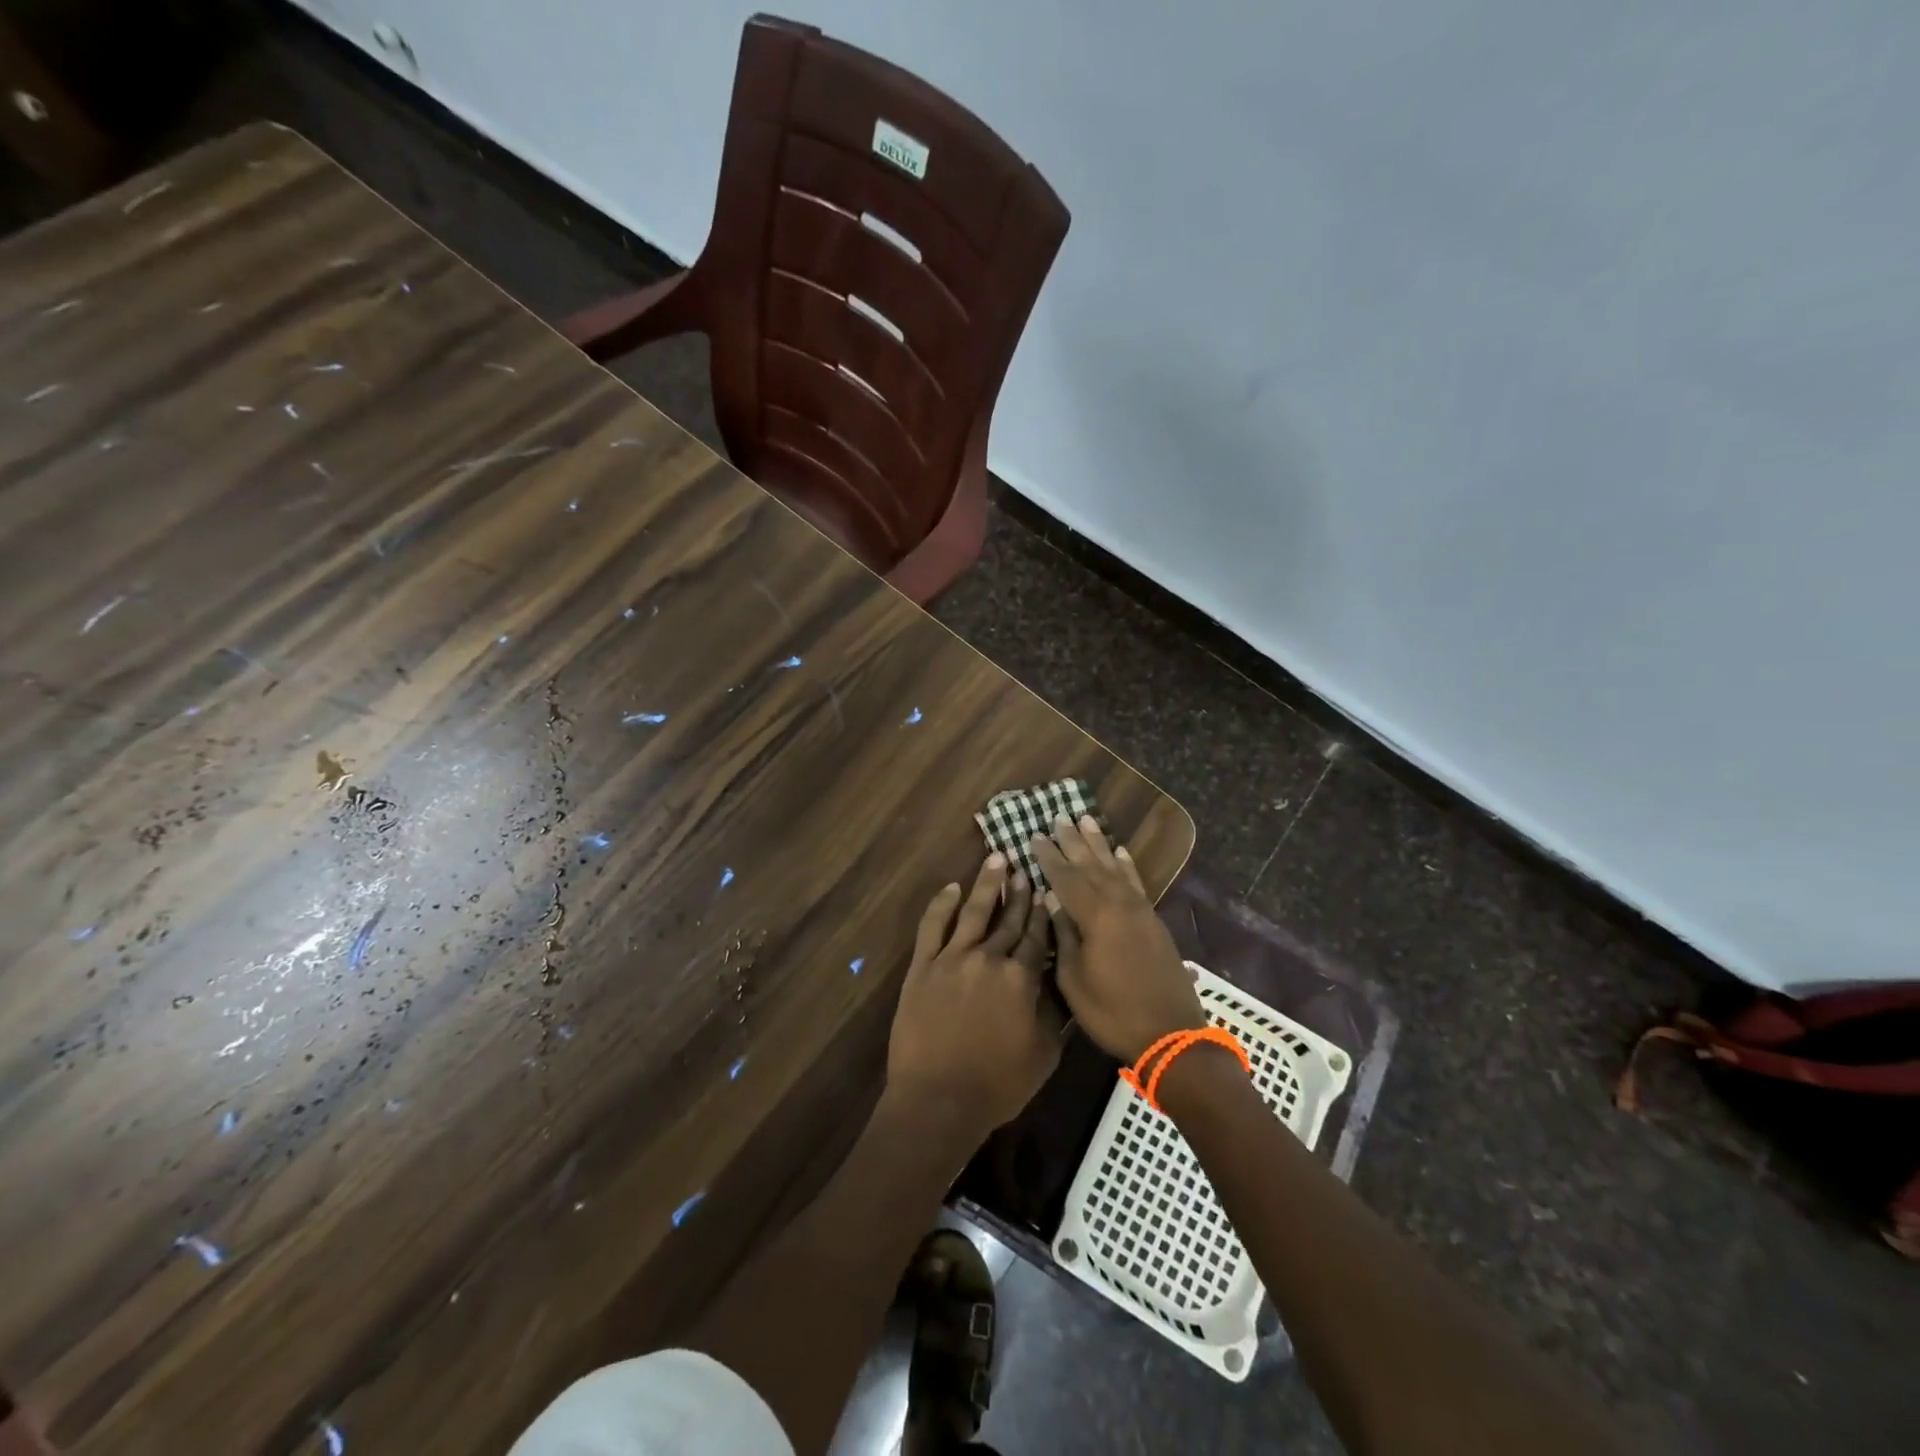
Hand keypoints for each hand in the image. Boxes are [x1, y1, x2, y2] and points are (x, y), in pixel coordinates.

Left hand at [886, 853, 1064, 1140]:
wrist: (939, 1100)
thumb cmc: (998, 1084)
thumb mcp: (1045, 1054)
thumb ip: (1053, 1012)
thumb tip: (1057, 981)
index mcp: (1021, 978)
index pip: (1037, 937)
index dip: (1044, 913)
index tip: (1049, 890)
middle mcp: (989, 958)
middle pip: (1009, 919)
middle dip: (1020, 892)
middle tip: (1026, 867)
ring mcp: (952, 958)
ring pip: (974, 912)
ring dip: (987, 884)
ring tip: (997, 858)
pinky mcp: (923, 966)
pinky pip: (932, 926)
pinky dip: (942, 903)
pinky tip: (952, 887)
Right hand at [1033, 815, 1205, 1062]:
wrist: (1170, 1034)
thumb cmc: (1112, 1011)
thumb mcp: (1074, 980)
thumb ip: (1064, 936)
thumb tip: (1052, 901)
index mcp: (1096, 916)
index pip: (1066, 878)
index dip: (1048, 857)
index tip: (1034, 835)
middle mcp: (1119, 904)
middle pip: (1091, 865)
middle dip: (1072, 841)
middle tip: (1058, 817)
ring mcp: (1139, 910)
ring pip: (1114, 867)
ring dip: (1098, 844)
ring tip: (1086, 820)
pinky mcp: (1153, 921)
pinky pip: (1136, 882)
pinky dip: (1126, 865)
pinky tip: (1120, 852)